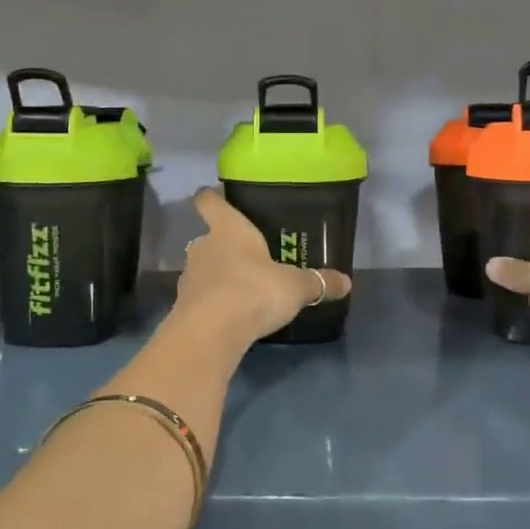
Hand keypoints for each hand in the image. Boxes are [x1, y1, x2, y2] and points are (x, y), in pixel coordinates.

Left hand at [175, 188, 351, 342]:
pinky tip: (229, 314)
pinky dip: (212, 302)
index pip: (209, 201)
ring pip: (203, 267)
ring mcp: (189, 276)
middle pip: (207, 237)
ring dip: (216, 275)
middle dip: (223, 245)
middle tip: (246, 256)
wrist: (211, 332)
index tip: (213, 196)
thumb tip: (346, 282)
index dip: (210, 197)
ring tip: (240, 288)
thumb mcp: (295, 287)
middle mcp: (203, 245)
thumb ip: (318, 282)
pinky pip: (200, 296)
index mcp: (228, 228)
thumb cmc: (254, 290)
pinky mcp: (183, 305)